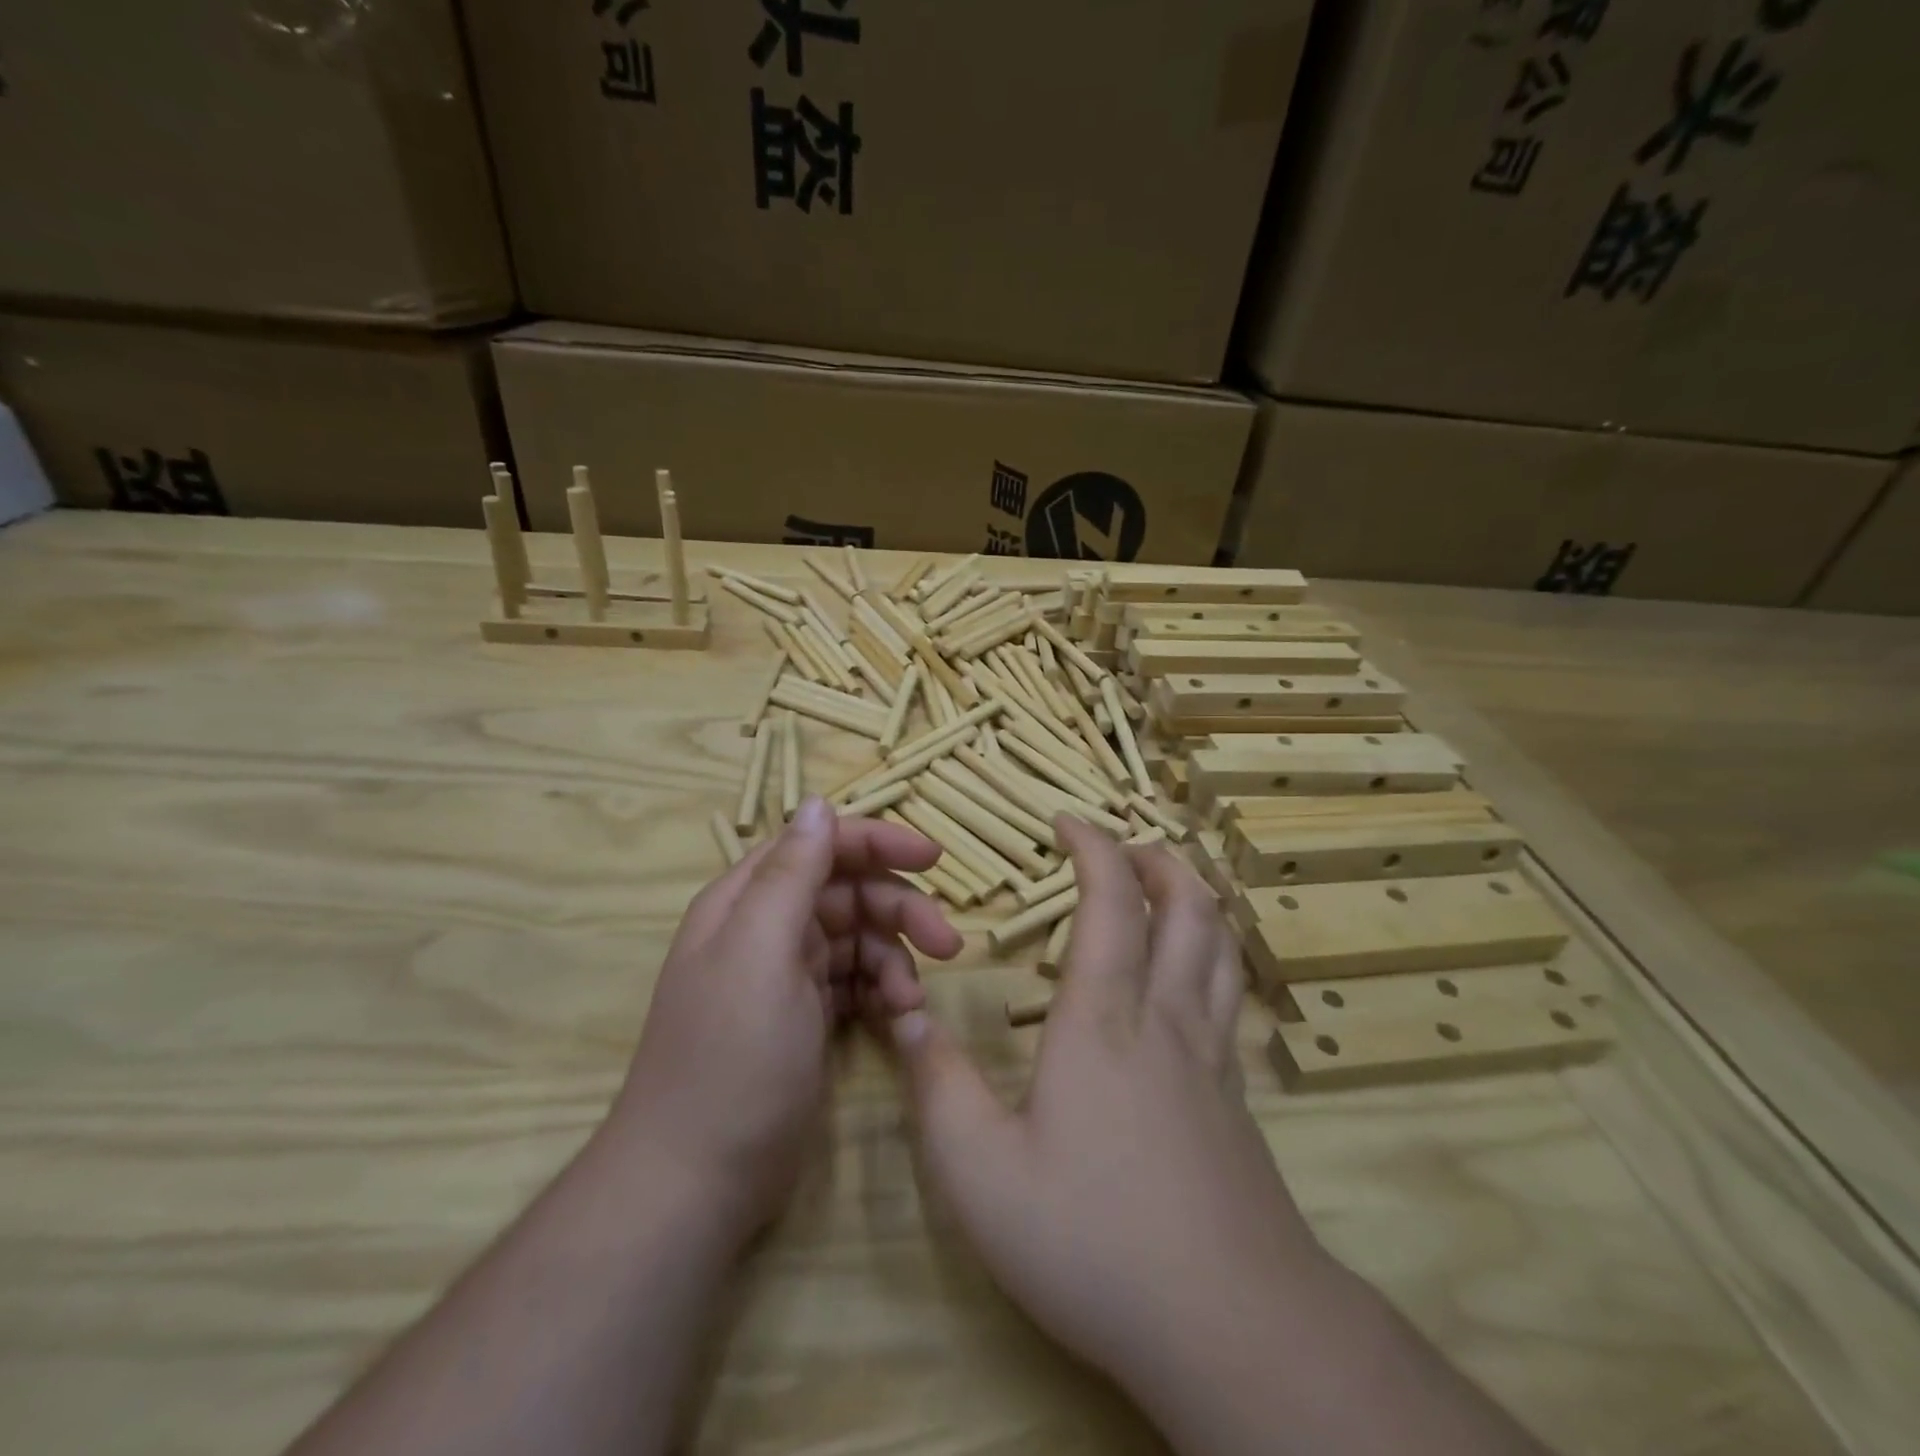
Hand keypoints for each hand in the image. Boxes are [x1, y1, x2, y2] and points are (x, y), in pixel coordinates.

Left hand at [610, 796, 961, 1236]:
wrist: (698, 1181)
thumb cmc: (731, 1058)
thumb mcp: (760, 953)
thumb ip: (790, 874)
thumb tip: (818, 802)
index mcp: (748, 900)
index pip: (819, 844)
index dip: (877, 843)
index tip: (933, 860)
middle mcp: (767, 927)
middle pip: (849, 892)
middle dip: (899, 910)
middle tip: (947, 945)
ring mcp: (787, 974)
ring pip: (860, 938)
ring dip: (895, 959)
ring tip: (911, 1001)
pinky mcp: (806, 1015)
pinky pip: (858, 981)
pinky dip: (883, 991)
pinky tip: (898, 1018)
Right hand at [888, 817, 1329, 1417]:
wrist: (1233, 1326)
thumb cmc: (1093, 1239)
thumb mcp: (981, 1172)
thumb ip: (938, 1084)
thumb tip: (904, 1015)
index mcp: (1103, 1017)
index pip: (1111, 900)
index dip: (1093, 846)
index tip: (1067, 821)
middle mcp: (1166, 1017)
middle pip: (1187, 905)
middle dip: (1156, 858)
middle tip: (1122, 845)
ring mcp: (1212, 1055)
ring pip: (1221, 944)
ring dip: (1195, 896)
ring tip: (1165, 884)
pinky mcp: (1236, 1096)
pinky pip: (1231, 994)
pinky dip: (1214, 953)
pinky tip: (1192, 977)